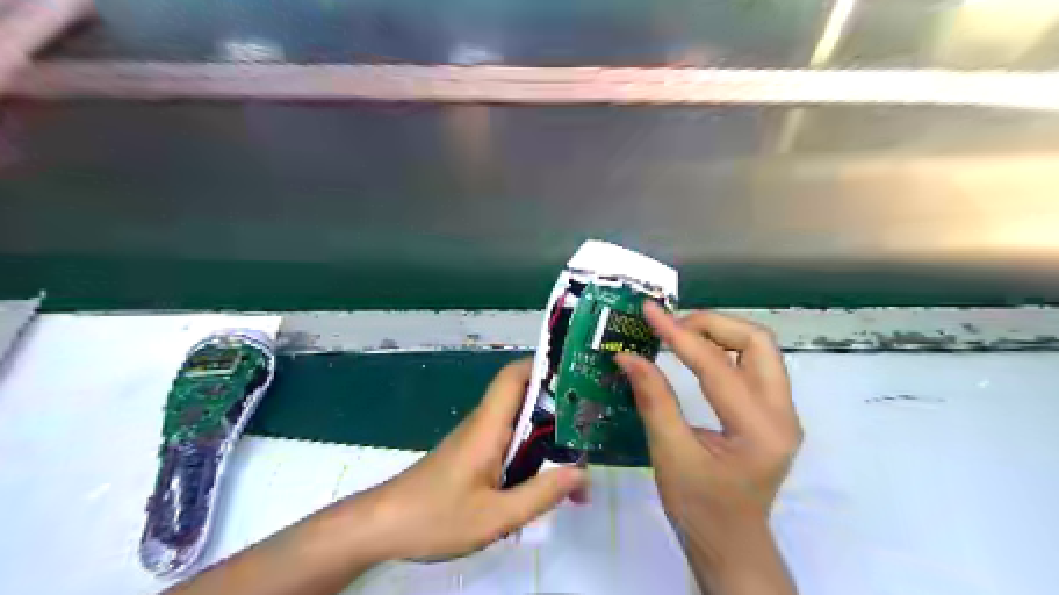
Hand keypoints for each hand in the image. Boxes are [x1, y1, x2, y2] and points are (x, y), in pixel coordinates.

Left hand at [358, 358, 587, 562]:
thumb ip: (540, 494)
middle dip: (558, 407)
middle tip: (590, 424)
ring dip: (547, 435)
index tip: (574, 374)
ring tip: (578, 456)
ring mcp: (477, 439)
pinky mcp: (473, 455)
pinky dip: (531, 452)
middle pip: (524, 398)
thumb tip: (581, 473)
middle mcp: (484, 424)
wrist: (383, 526)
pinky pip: (508, 442)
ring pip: (519, 423)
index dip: (542, 366)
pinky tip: (545, 477)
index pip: (513, 376)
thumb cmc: (435, 517)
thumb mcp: (495, 516)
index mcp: (488, 426)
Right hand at [618, 304, 798, 593]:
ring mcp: (782, 412)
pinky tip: (696, 353)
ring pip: (759, 348)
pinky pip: (753, 364)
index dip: (679, 334)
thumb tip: (628, 356)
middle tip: (670, 328)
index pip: (717, 366)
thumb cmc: (698, 508)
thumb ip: (653, 399)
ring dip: (719, 333)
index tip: (649, 312)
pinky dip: (723, 349)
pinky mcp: (772, 412)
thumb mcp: (669, 454)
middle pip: (757, 342)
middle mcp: (782, 414)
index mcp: (759, 430)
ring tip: (679, 336)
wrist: (730, 544)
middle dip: (711, 325)